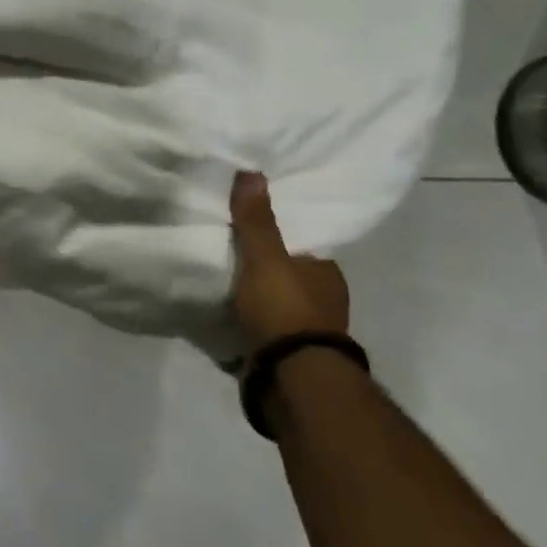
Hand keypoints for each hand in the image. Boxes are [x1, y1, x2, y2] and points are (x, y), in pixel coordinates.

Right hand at [229, 171, 350, 348]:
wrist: (292, 375)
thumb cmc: (284, 308)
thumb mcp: (264, 257)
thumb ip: (256, 220)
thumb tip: (251, 172)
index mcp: (326, 272)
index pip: (302, 246)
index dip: (278, 237)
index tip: (250, 231)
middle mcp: (324, 299)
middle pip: (289, 275)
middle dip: (264, 270)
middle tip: (228, 256)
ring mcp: (307, 331)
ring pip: (278, 304)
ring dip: (256, 299)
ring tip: (221, 287)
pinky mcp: (288, 354)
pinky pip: (265, 329)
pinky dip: (249, 323)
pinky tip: (227, 317)